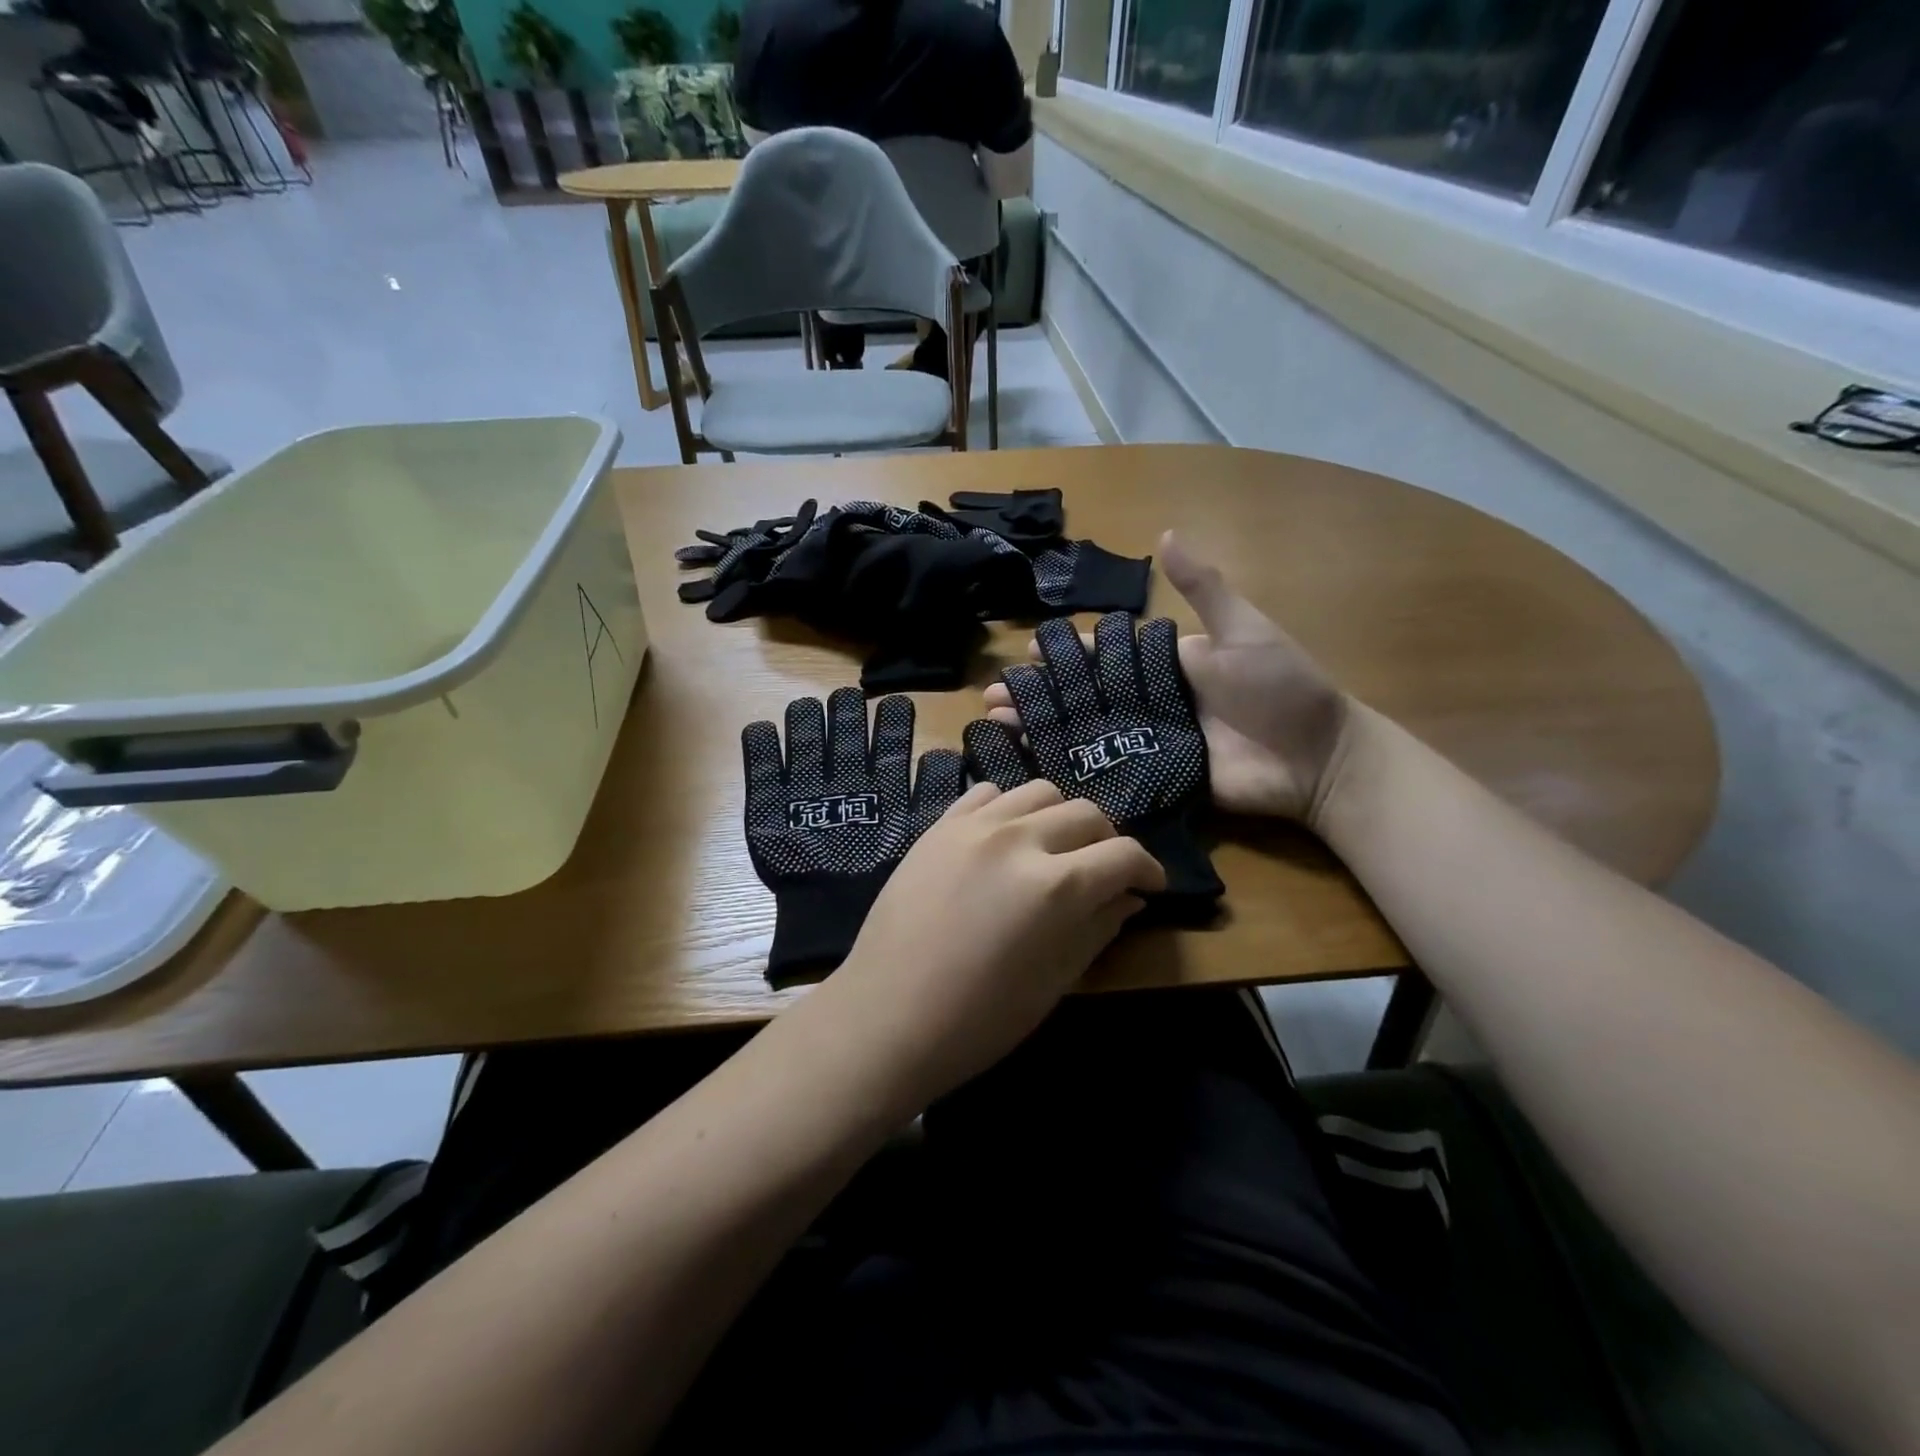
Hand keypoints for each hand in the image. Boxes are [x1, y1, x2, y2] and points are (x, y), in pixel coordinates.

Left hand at [820, 780, 1164, 1106]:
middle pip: (1086, 813)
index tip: (1150, 886)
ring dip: (1061, 817)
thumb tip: (1129, 896)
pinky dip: (1010, 810)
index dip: (1148, 869)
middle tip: (1105, 871)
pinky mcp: (938, 827)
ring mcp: (972, 827)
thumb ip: (1098, 928)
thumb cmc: (978, 1020)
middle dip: (1108, 840)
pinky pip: (987, 794)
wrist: (886, 1016)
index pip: (1123, 854)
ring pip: (1039, 792)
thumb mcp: (1054, 981)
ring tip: (1056, 849)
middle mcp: (1017, 840)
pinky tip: (1007, 839)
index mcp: (1054, 886)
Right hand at [984, 531, 1351, 825]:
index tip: (1027, 652)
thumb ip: (1203, 588)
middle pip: (1085, 696)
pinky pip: (1108, 771)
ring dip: (1043, 727)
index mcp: (1166, 666)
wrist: (1317, 760)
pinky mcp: (1156, 779)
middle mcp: (1151, 703)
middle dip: (1042, 693)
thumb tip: (1164, 534)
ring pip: (1087, 732)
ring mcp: (1151, 743)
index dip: (1066, 654)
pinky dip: (1072, 767)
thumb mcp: (1244, 630)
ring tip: (999, 723)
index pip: (1104, 656)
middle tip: (996, 694)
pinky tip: (1032, 764)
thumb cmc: (1283, 688)